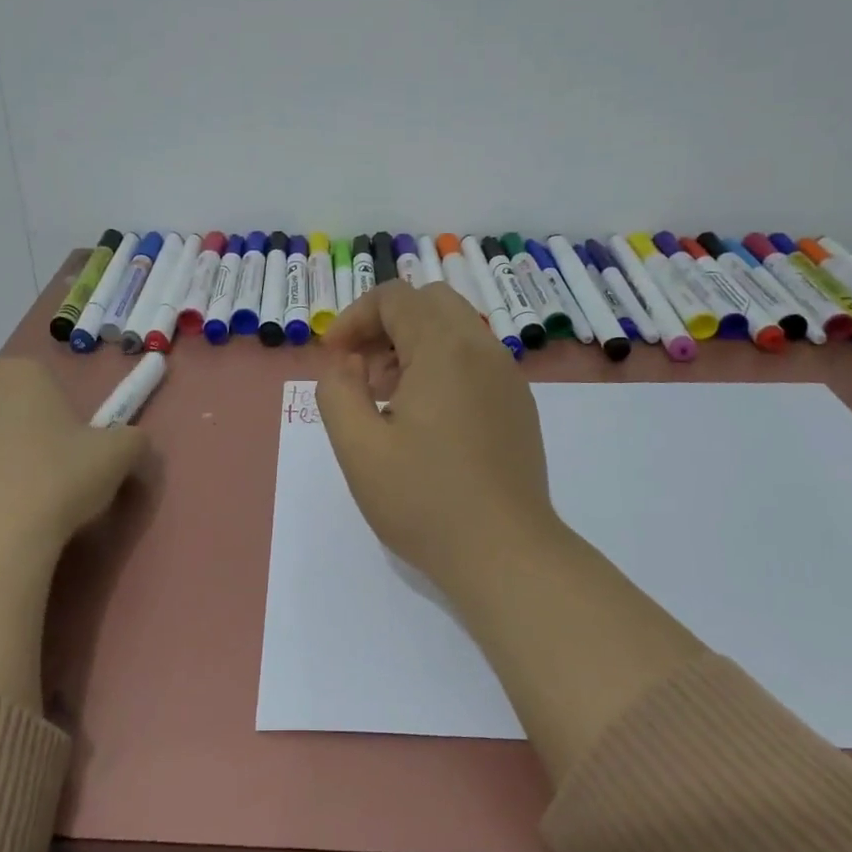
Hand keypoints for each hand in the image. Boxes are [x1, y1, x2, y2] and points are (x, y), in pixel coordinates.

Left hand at [0, 359, 146, 550]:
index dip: (60, 418)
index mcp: (19, 373)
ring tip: (8, 501)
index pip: (43, 385)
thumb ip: (131, 438)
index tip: (71, 452)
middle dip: (18, 432)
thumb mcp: (120, 454)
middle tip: (44, 476)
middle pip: (2, 408)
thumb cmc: (59, 479)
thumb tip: (130, 442)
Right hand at [317, 280, 562, 582]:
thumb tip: (348, 364)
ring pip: (454, 329)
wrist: (505, 554)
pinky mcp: (518, 404)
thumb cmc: (424, 501)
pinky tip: (425, 418)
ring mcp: (507, 376)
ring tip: (387, 398)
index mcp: (443, 349)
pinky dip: (441, 365)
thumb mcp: (358, 447)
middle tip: (361, 371)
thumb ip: (337, 391)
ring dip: (413, 344)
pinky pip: (474, 359)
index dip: (354, 317)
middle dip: (386, 324)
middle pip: (429, 302)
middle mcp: (481, 349)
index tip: (333, 357)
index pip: (395, 297)